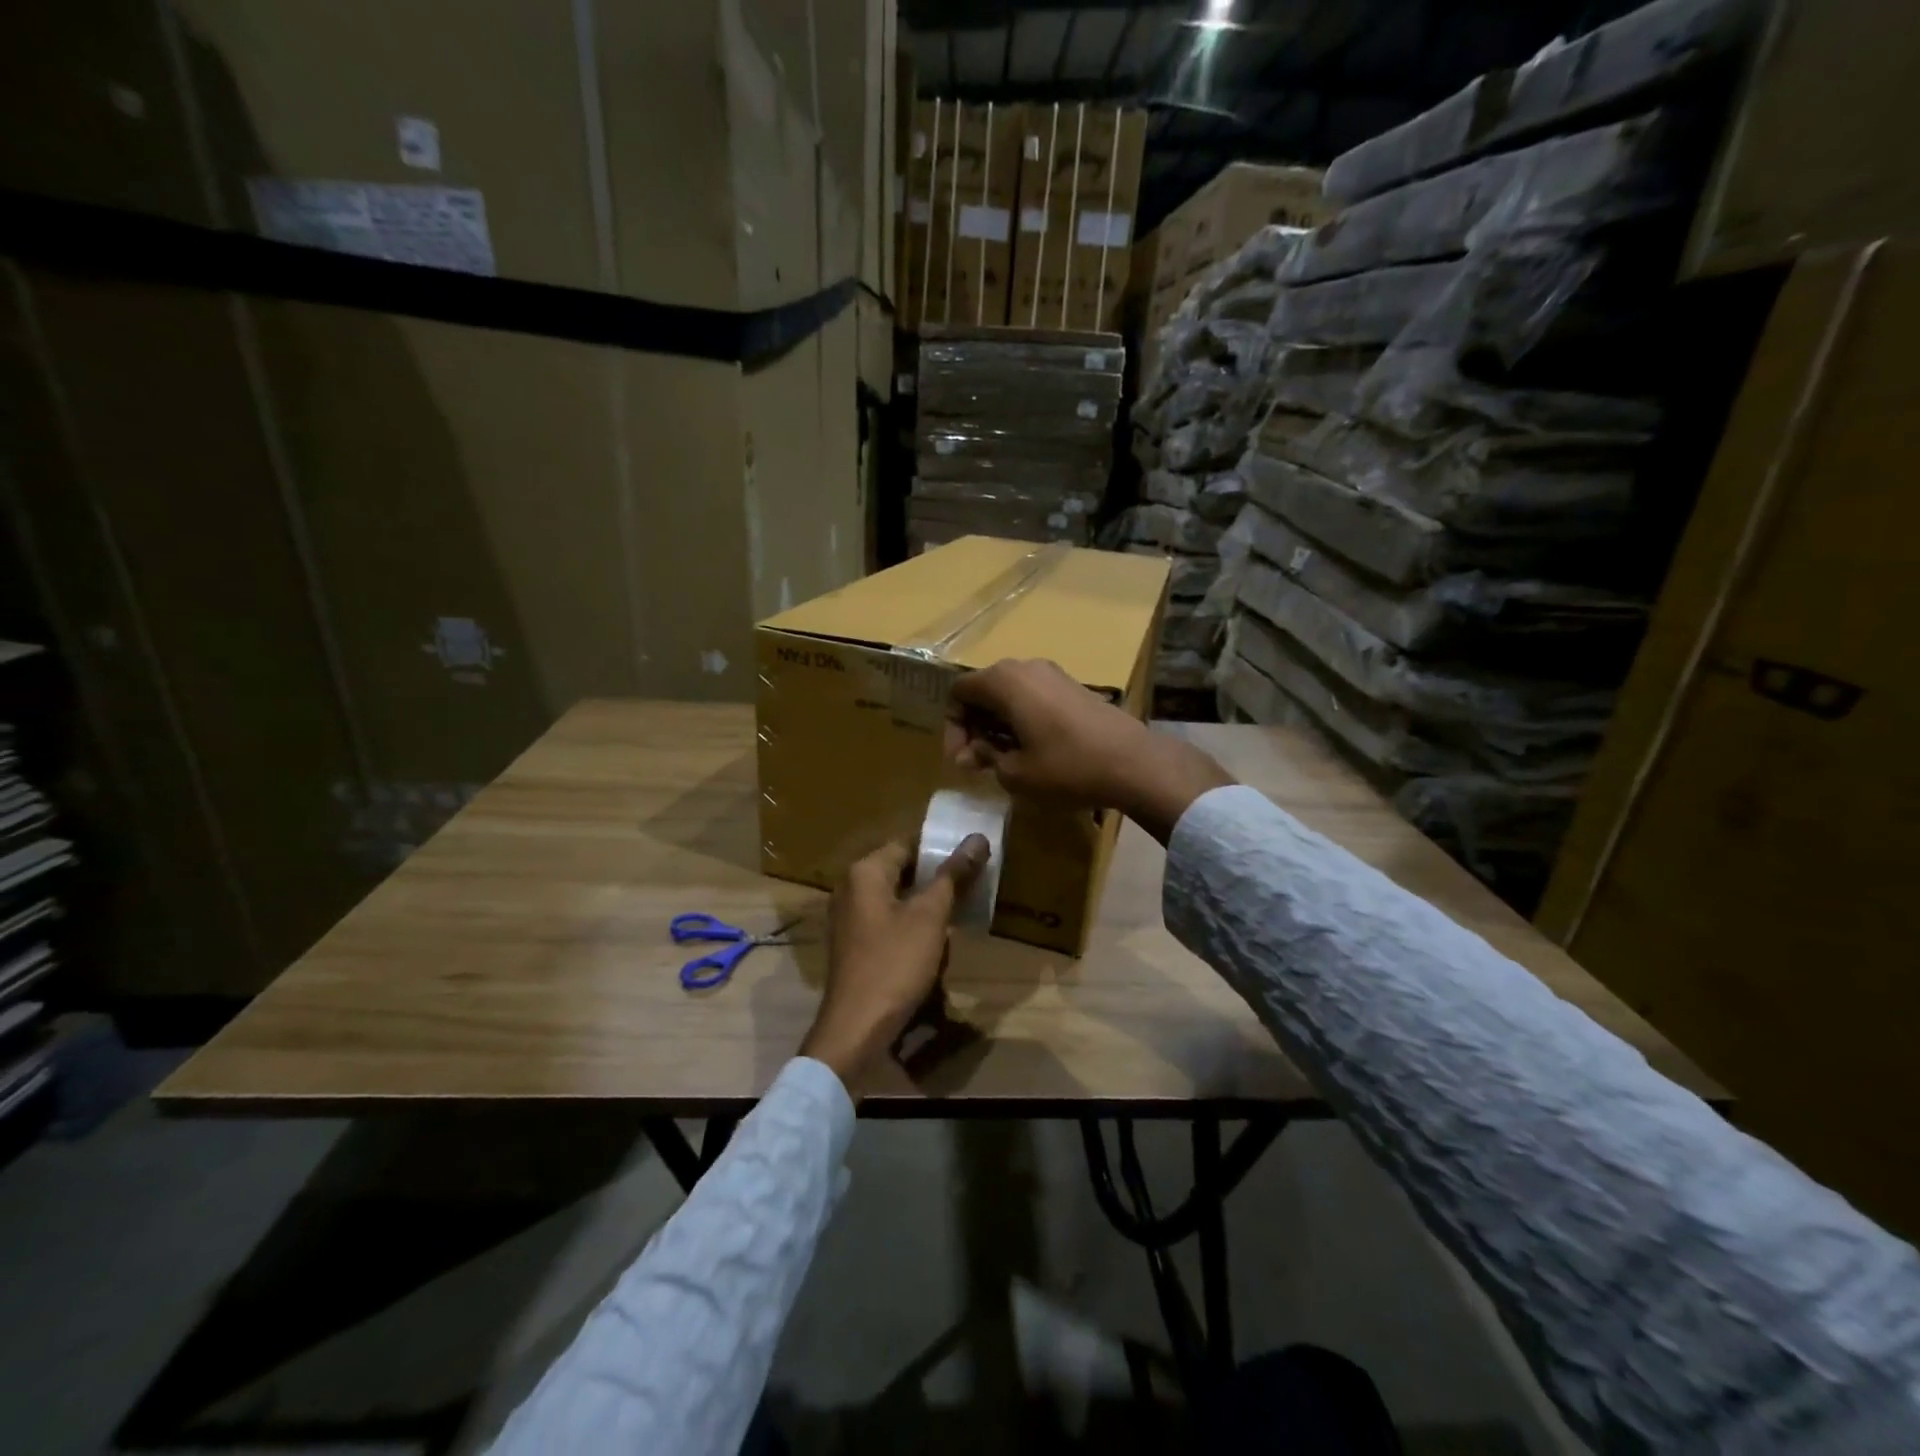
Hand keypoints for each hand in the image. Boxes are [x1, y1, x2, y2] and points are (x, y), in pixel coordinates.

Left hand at [800, 834, 989, 1092]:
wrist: (856, 1028)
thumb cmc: (894, 964)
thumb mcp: (930, 917)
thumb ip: (953, 875)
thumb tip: (977, 838)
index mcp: (865, 871)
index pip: (908, 842)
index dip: (941, 847)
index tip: (973, 854)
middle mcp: (851, 886)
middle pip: (902, 869)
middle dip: (936, 877)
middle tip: (973, 882)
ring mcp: (849, 916)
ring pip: (897, 896)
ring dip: (926, 903)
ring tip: (961, 910)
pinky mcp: (854, 943)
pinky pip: (887, 920)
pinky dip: (911, 923)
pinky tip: (936, 940)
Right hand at [944, 658, 1234, 842]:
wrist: (1133, 762)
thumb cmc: (1066, 767)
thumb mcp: (1015, 772)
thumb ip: (986, 756)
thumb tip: (975, 751)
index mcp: (1004, 681)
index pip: (959, 692)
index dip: (953, 727)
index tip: (962, 761)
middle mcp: (1025, 667)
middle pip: (983, 690)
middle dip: (974, 727)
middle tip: (977, 763)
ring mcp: (1053, 674)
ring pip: (1009, 694)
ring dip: (997, 724)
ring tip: (1003, 760)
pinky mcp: (1072, 687)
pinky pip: (1032, 697)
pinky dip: (1021, 719)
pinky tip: (1030, 750)